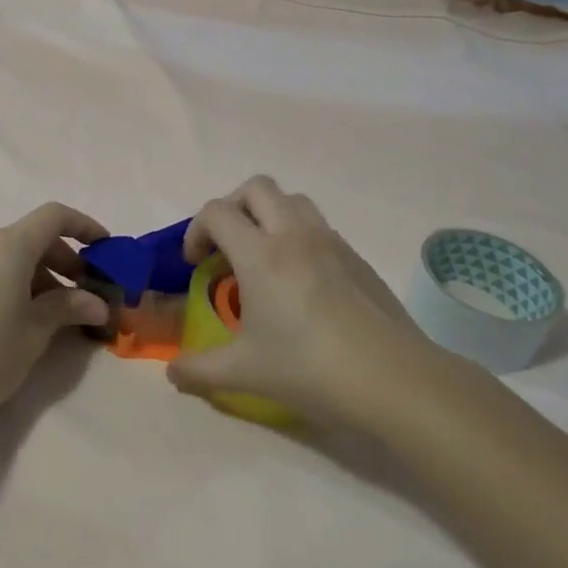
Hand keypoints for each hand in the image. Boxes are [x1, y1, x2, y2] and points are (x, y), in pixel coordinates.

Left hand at [0, 202, 110, 434]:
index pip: (54, 216)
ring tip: (58, 314)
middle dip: (65, 260)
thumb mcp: (35, 332)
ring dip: (41, 274)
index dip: (84, 226)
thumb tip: (98, 304)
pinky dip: (15, 280)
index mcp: (8, 245)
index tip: (106, 249)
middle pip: (33, 236)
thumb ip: (69, 308)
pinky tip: (23, 316)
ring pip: (12, 254)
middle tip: (86, 295)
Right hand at [169, 176, 443, 427]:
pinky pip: (319, 226)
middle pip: (256, 188)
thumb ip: (199, 370)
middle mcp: (294, 235)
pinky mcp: (357, 258)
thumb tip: (173, 372)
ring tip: (263, 257)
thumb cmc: (310, 369)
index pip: (217, 212)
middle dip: (232, 208)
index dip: (196, 230)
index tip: (195, 263)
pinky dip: (299, 236)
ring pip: (293, 200)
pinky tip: (302, 283)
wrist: (394, 379)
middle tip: (227, 247)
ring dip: (269, 215)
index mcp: (260, 254)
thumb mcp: (245, 373)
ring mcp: (331, 242)